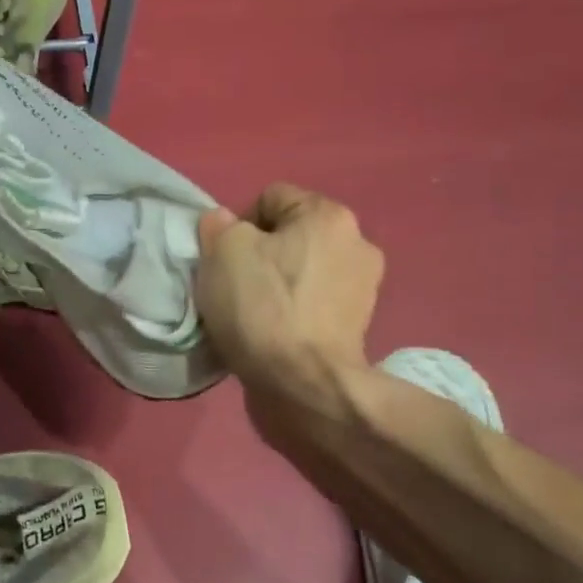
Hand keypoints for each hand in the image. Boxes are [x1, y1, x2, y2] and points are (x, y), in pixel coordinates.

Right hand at [194, 184, 383, 442]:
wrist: (304, 384)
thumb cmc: (262, 307)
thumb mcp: (222, 251)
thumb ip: (219, 225)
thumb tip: (225, 223)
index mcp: (329, 215)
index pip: (270, 198)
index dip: (238, 223)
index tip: (224, 257)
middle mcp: (357, 242)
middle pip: (289, 235)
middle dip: (260, 253)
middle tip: (234, 284)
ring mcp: (363, 287)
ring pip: (301, 269)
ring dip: (278, 283)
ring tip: (253, 313)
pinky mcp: (357, 325)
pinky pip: (312, 303)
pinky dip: (293, 311)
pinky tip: (273, 332)